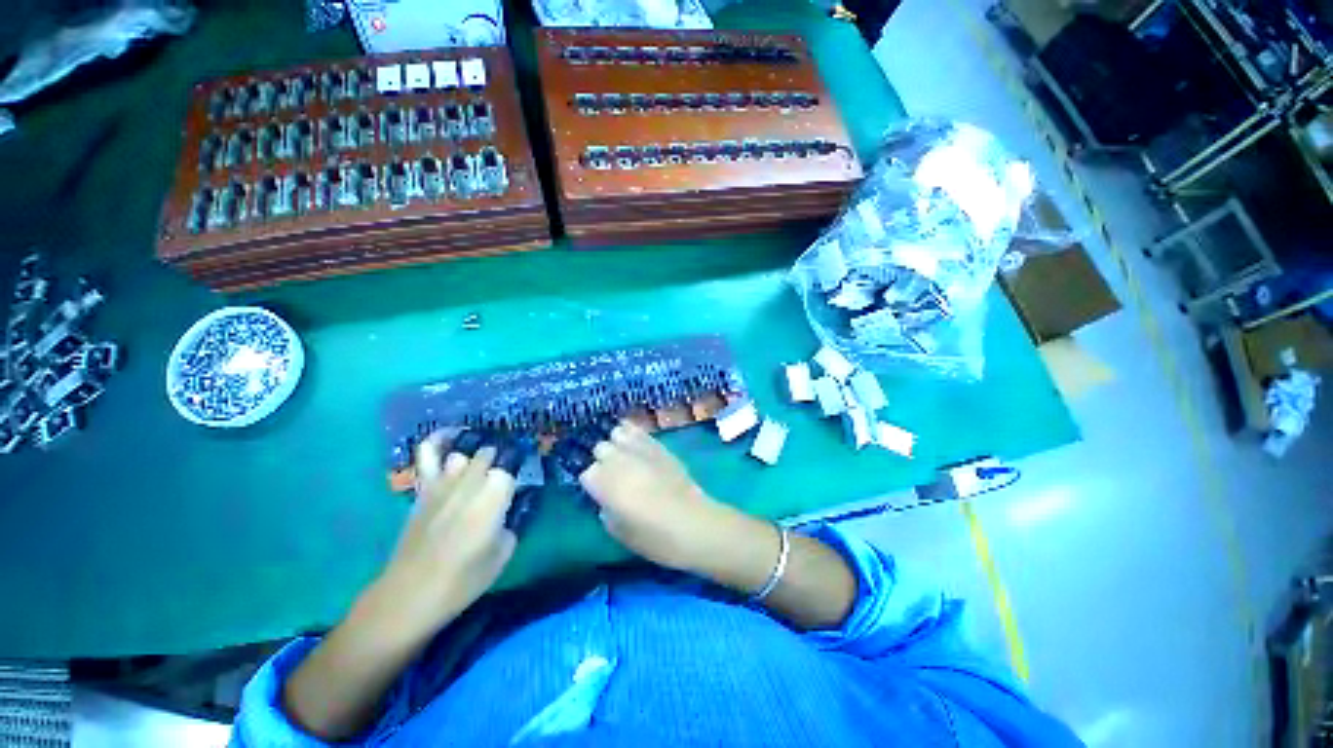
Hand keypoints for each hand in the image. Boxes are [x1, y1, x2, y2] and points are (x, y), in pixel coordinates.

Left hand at [377, 435, 517, 638]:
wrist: (410, 594)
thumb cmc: (463, 578)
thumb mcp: (503, 554)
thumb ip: (511, 523)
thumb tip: (509, 510)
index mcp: (494, 495)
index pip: (512, 467)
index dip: (519, 472)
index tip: (522, 481)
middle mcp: (470, 481)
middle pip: (491, 454)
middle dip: (501, 461)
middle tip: (506, 476)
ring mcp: (444, 481)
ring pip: (465, 453)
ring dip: (477, 458)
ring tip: (483, 464)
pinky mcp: (424, 488)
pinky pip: (428, 454)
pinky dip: (439, 440)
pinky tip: (451, 435)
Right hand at [578, 421, 739, 572]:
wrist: (695, 524)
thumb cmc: (655, 537)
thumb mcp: (620, 532)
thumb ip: (606, 510)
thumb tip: (606, 499)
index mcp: (604, 483)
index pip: (586, 473)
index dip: (593, 483)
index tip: (600, 492)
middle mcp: (618, 460)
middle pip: (600, 449)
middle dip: (602, 460)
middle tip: (612, 475)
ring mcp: (639, 449)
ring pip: (617, 433)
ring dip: (617, 444)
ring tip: (623, 455)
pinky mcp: (658, 445)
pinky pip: (638, 431)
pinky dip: (632, 435)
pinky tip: (635, 444)